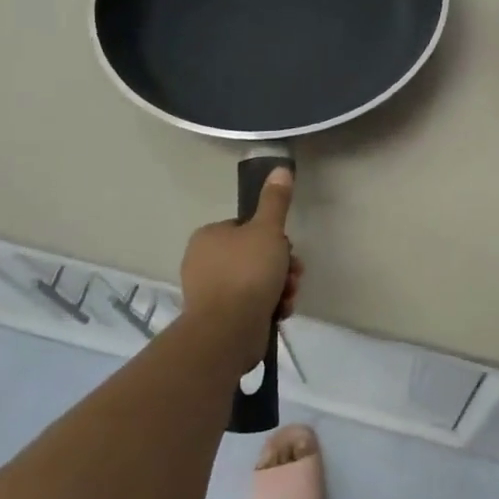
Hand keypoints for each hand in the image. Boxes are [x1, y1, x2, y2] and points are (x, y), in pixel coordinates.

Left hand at [179, 167, 302, 355]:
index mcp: (209, 237)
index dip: (273, 237)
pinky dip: (269, 305)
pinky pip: (251, 304)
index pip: (247, 228)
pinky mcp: (220, 318)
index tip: (287, 248)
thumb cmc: (247, 272)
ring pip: (256, 281)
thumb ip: (275, 201)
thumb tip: (280, 167)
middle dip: (281, 265)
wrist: (228, 331)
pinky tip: (281, 311)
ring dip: (280, 286)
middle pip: (255, 255)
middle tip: (294, 273)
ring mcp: (210, 292)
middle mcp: (204, 262)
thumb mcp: (267, 230)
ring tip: (289, 295)